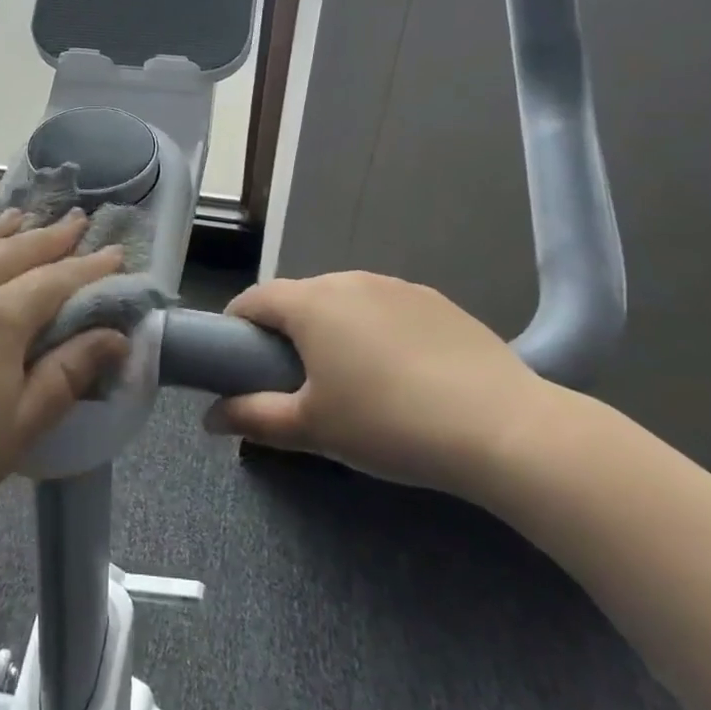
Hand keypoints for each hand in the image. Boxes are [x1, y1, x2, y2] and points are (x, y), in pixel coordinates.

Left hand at [0, 210, 129, 556]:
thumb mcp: (19, 428)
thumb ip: (68, 374)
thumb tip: (115, 336)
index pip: (56, 280)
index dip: (90, 267)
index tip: (115, 252)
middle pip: (13, 251)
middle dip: (50, 236)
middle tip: (77, 221)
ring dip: (0, 228)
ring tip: (21, 216)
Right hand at [204, 272, 561, 503]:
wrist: (502, 428)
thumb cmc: (388, 424)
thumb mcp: (312, 429)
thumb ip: (254, 418)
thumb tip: (209, 418)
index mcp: (311, 303)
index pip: (254, 300)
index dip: (236, 327)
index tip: (237, 361)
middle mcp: (349, 280)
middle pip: (300, 298)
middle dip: (286, 331)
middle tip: (294, 380)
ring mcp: (397, 286)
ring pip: (345, 301)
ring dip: (332, 329)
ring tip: (350, 378)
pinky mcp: (437, 301)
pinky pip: (386, 309)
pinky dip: (376, 331)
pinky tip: (400, 373)